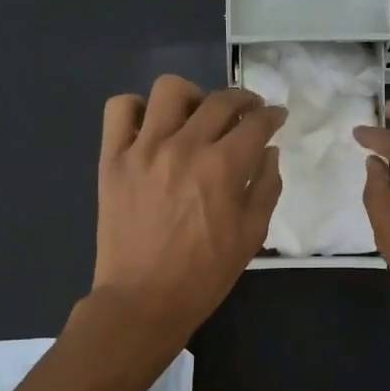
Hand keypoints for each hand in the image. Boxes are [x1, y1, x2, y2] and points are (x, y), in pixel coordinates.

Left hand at [92, 74, 286, 344]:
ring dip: (193, 96)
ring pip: (169, 90)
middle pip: (220, 101)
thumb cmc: (205, 274)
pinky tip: (152, 126)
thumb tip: (269, 150)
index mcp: (223, 167)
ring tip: (197, 115)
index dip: (272, 115)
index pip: (256, 123)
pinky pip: (119, 109)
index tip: (276, 116)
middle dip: (244, 100)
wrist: (143, 300)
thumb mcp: (252, 235)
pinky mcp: (112, 158)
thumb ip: (266, 186)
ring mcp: (143, 149)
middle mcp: (184, 147)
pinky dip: (138, 109)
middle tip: (248, 112)